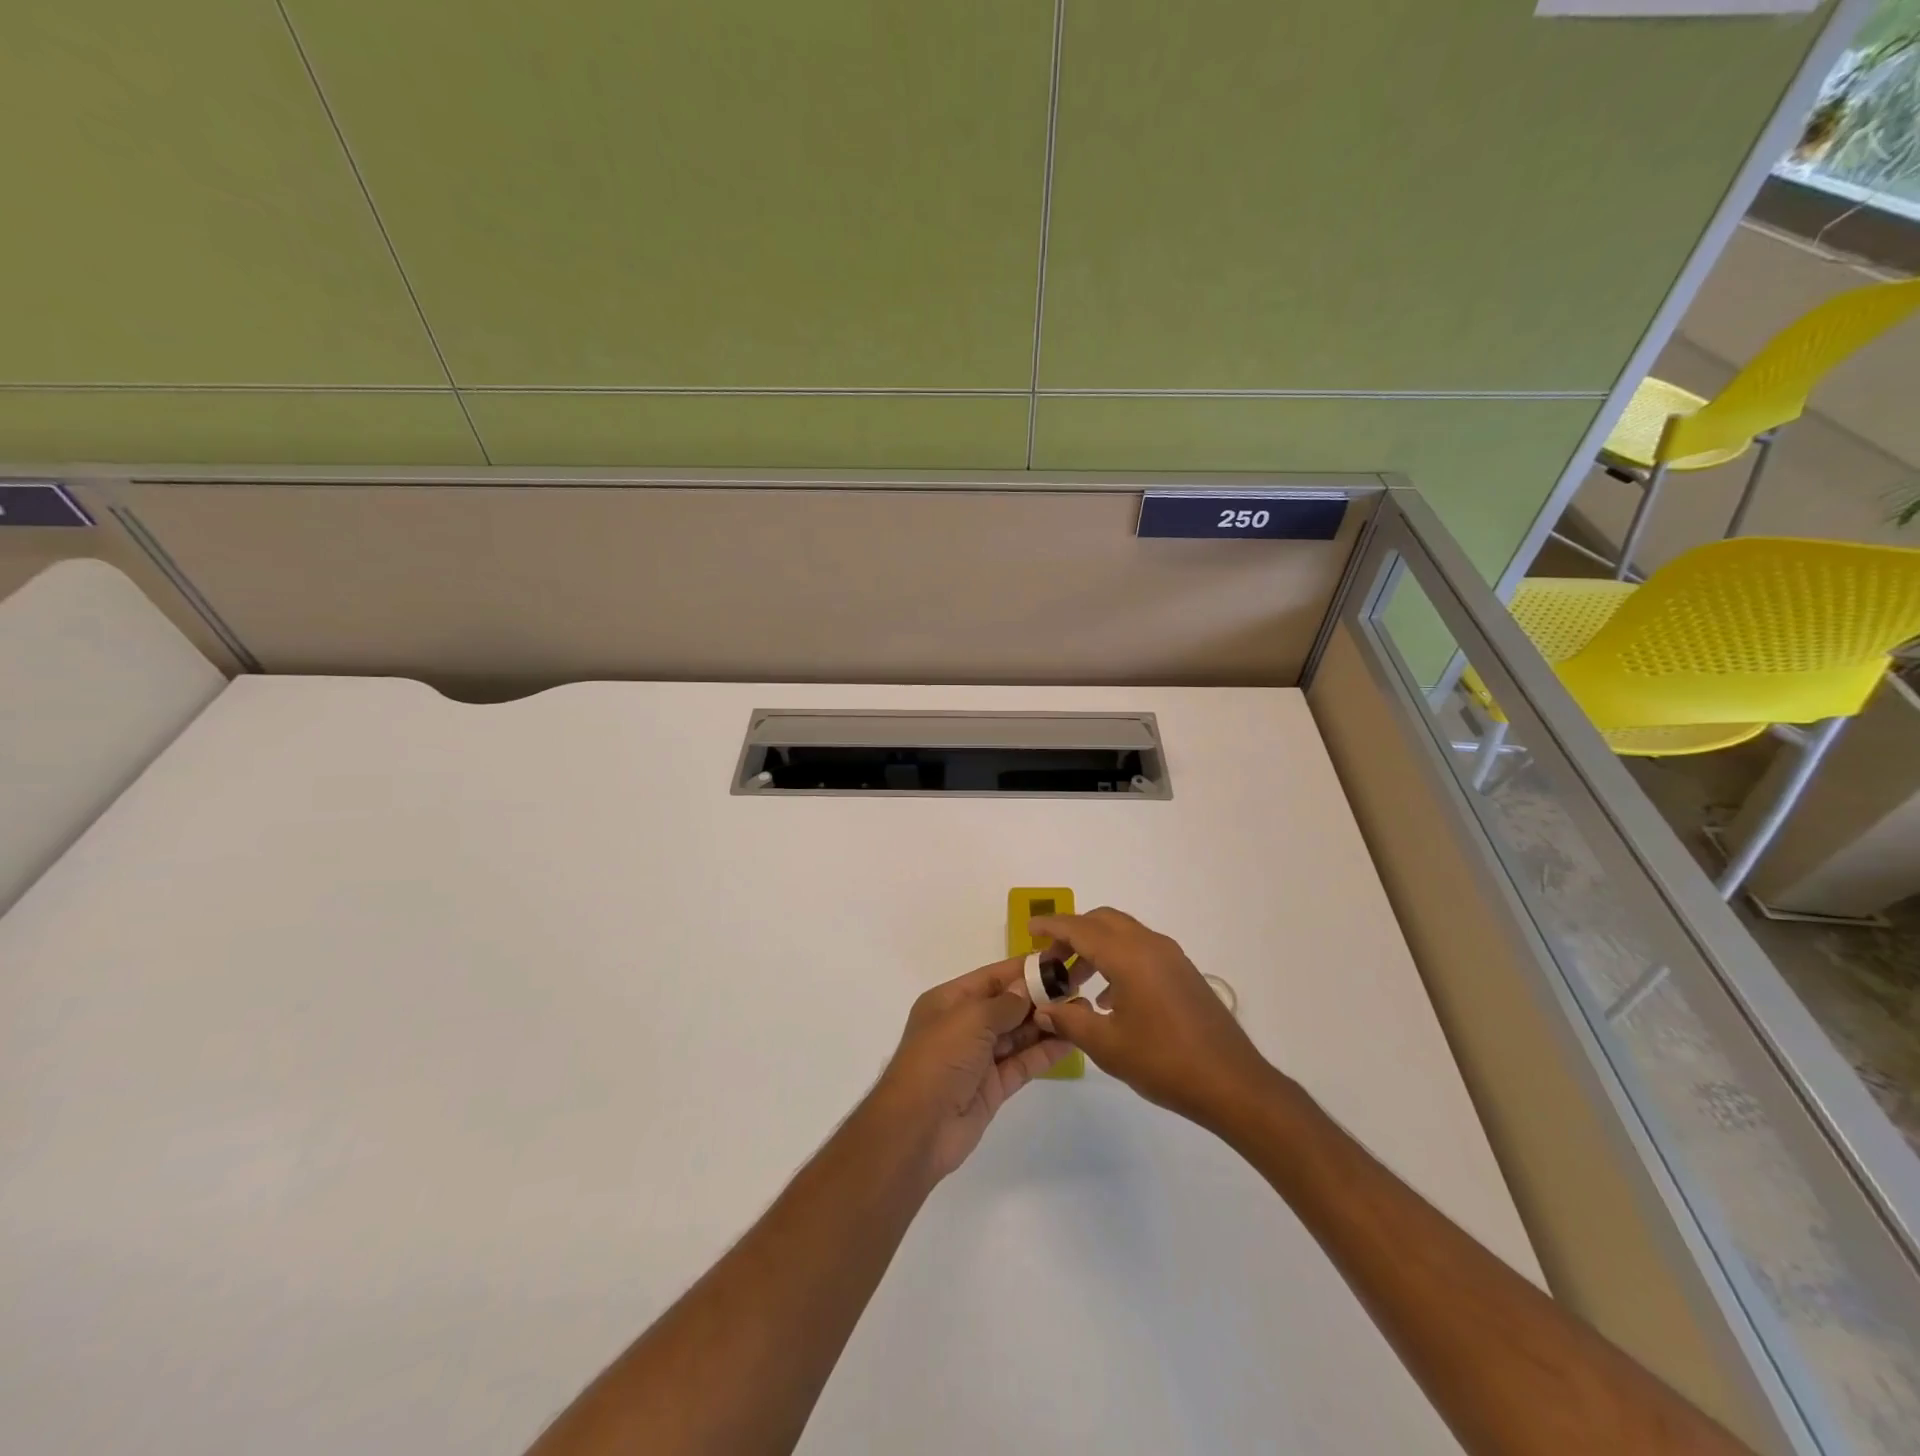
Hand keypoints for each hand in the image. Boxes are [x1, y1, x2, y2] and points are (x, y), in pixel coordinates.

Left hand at [868, 957, 1074, 1182]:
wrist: (918, 1128)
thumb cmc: (939, 1060)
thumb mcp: (970, 1019)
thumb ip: (1005, 1003)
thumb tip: (1027, 989)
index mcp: (949, 1001)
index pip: (992, 978)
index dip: (1023, 969)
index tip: (1058, 961)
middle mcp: (963, 1025)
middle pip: (1007, 1005)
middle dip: (1040, 996)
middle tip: (1079, 986)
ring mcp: (979, 1057)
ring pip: (1018, 1034)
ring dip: (1047, 1023)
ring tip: (1083, 1011)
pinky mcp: (993, 1087)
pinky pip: (1023, 1062)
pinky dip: (1045, 1051)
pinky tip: (1071, 1039)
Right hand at [1029, 907, 1274, 1127]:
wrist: (1233, 1084)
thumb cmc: (1165, 1062)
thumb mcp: (1107, 1046)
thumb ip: (1070, 1021)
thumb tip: (1043, 1009)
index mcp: (1128, 956)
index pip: (1080, 928)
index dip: (1051, 926)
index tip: (1029, 930)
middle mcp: (1150, 945)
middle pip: (1102, 921)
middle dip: (1072, 934)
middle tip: (1051, 961)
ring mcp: (1171, 957)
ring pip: (1123, 934)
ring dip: (1095, 948)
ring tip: (1076, 983)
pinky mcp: (1183, 973)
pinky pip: (1141, 950)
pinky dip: (1117, 959)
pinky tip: (1110, 999)